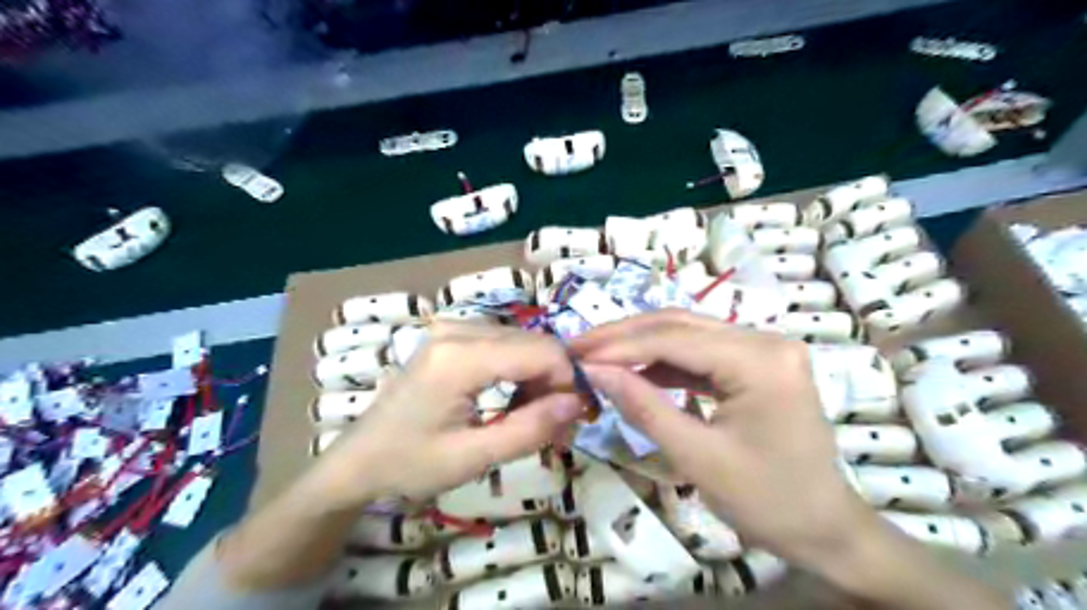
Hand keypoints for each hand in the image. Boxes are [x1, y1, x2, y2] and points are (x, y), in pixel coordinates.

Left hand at [305, 325, 584, 510]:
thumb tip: (577, 403)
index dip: (567, 381)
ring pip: (523, 341)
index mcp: (459, 357)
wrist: (360, 458)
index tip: (572, 419)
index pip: (541, 350)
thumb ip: (530, 429)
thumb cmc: (410, 464)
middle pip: (534, 342)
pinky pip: (504, 342)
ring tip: (531, 417)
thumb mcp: (473, 457)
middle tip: (555, 426)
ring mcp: (452, 327)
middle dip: (554, 381)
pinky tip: (511, 399)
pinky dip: (518, 369)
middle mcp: (458, 329)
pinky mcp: (451, 334)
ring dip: (537, 377)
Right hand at [573, 309, 876, 570]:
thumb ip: (643, 407)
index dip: (619, 346)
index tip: (575, 356)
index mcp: (760, 360)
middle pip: (680, 325)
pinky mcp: (756, 363)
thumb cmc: (766, 501)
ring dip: (641, 345)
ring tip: (598, 358)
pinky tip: (635, 372)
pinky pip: (701, 353)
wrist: (824, 529)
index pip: (674, 339)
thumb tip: (594, 371)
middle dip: (625, 336)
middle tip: (579, 347)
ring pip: (687, 334)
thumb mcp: (696, 457)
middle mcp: (765, 340)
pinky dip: (664, 362)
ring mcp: (763, 349)